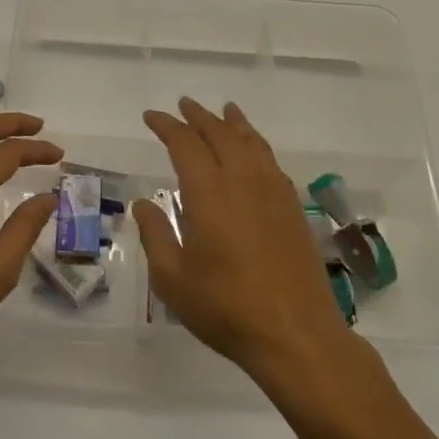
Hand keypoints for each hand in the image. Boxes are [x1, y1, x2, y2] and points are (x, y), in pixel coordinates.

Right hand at [133, 98, 355, 382]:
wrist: (296, 334)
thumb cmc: (226, 307)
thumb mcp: (173, 279)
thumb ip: (155, 235)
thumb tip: (142, 204)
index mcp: (208, 192)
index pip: (185, 144)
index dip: (167, 126)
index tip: (152, 117)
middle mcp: (242, 180)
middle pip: (220, 133)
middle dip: (199, 117)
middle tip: (183, 105)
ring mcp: (273, 191)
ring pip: (251, 142)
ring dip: (233, 123)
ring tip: (225, 110)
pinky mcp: (293, 207)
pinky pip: (271, 160)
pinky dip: (257, 143)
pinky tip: (254, 151)